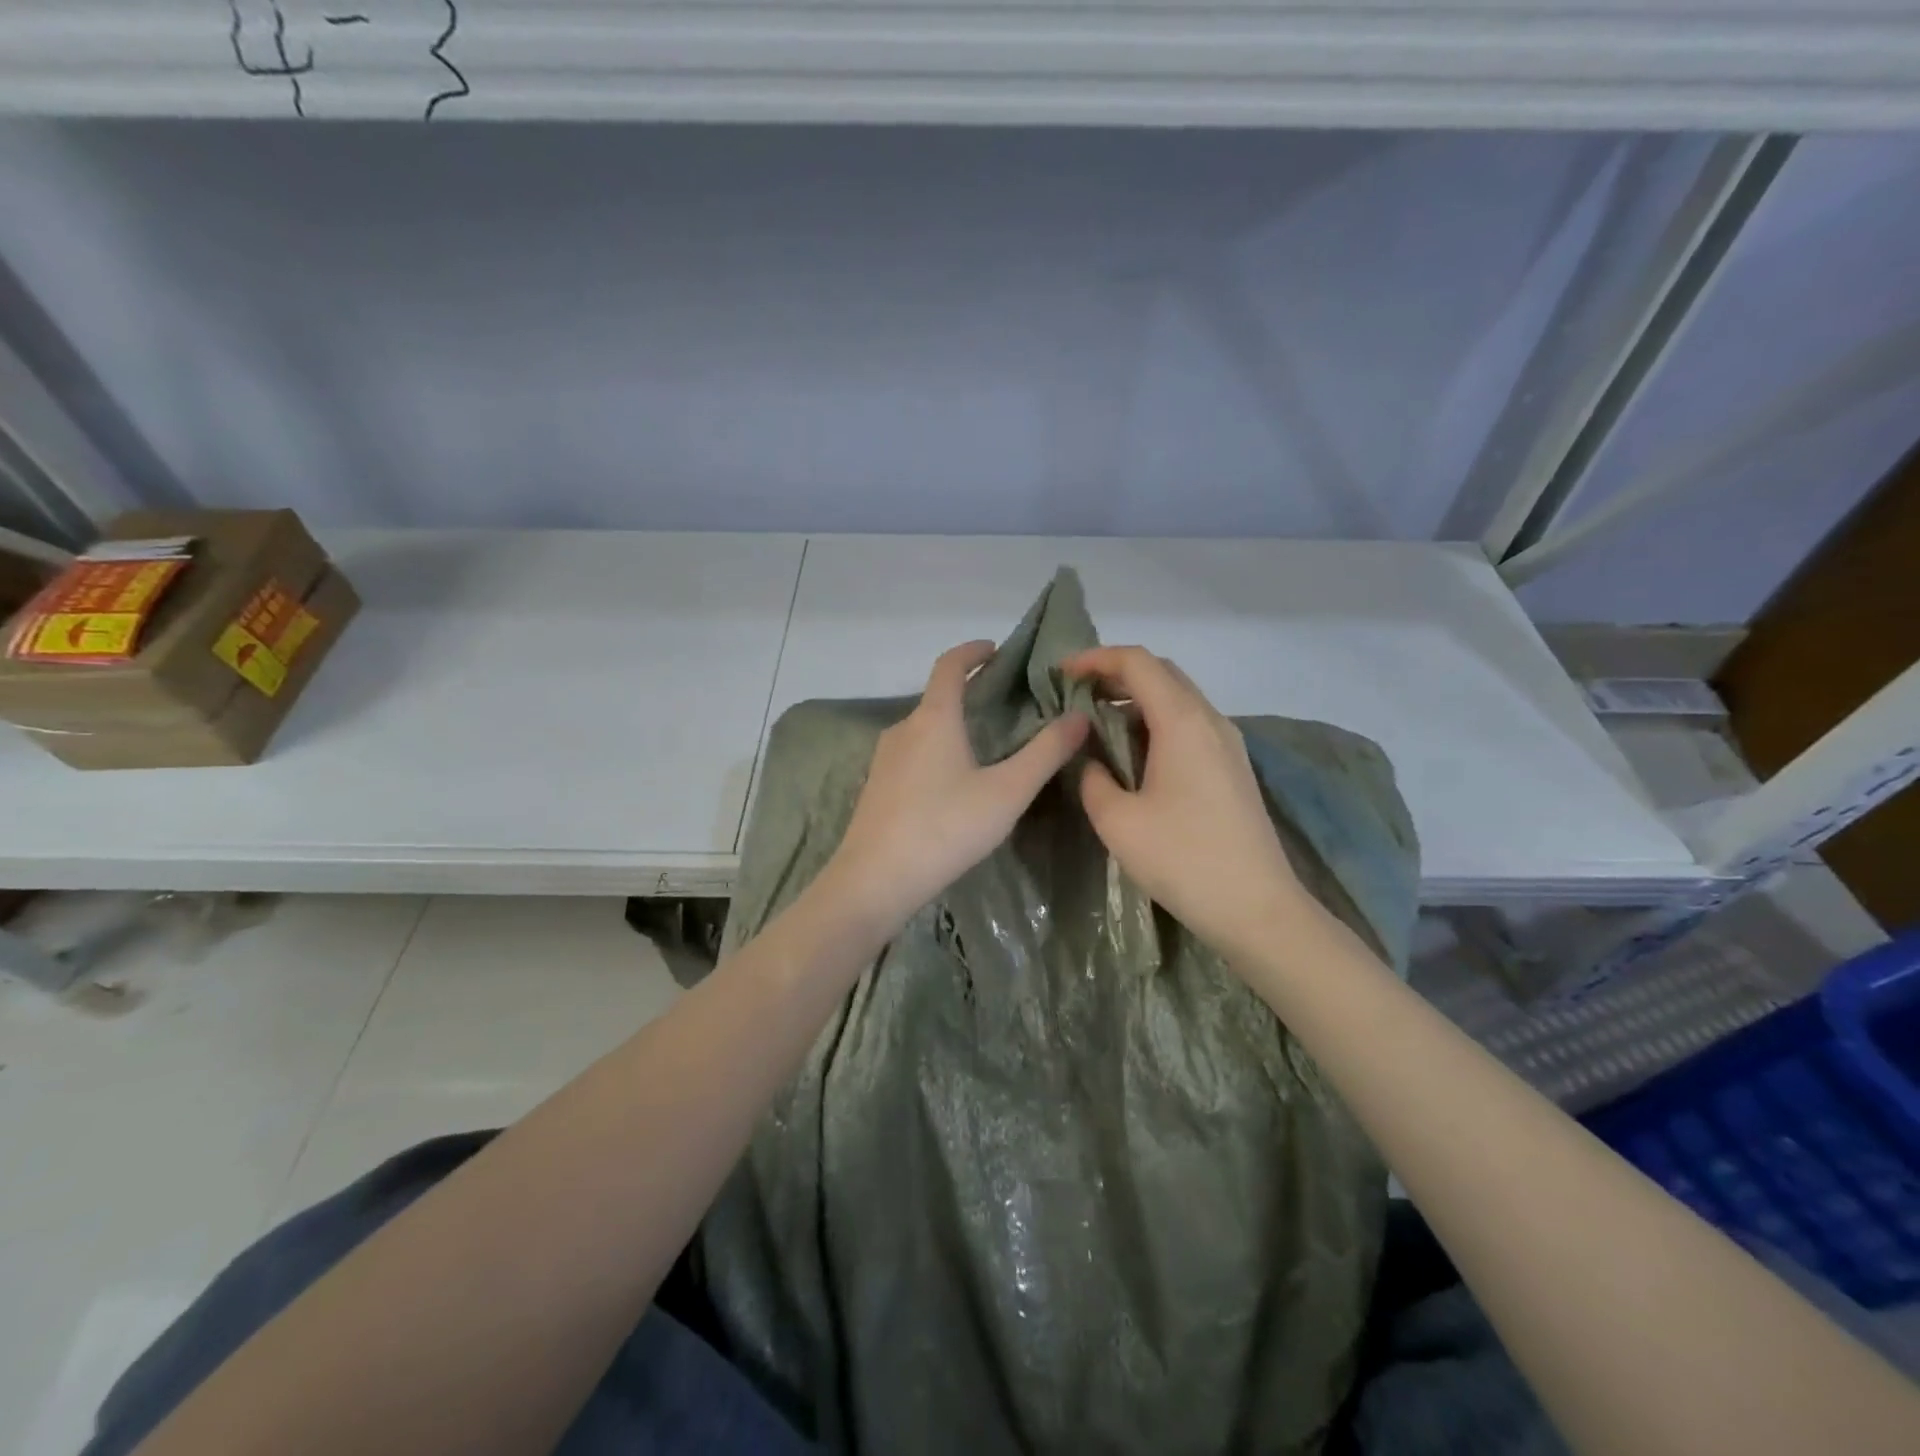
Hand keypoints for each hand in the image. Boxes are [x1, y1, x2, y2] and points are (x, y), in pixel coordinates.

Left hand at [825, 640, 1089, 934]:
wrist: (875, 881)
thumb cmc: (945, 828)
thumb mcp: (1007, 792)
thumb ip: (1045, 753)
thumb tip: (1079, 716)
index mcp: (934, 717)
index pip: (949, 665)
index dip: (972, 651)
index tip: (996, 650)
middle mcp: (904, 728)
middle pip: (938, 697)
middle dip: (970, 693)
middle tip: (1007, 706)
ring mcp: (884, 758)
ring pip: (925, 729)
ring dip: (954, 726)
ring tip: (988, 746)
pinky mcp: (877, 786)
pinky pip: (913, 754)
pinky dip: (938, 751)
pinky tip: (955, 783)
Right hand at [1061, 646, 1311, 962]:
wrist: (1257, 908)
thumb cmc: (1183, 860)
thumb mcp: (1118, 821)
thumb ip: (1093, 779)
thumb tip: (1091, 762)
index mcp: (1182, 722)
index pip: (1138, 663)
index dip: (1096, 658)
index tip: (1061, 673)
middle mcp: (1210, 720)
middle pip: (1162, 672)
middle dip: (1115, 674)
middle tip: (1075, 693)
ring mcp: (1227, 743)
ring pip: (1178, 698)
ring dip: (1136, 699)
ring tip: (1097, 722)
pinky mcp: (1232, 767)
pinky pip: (1189, 724)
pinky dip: (1155, 722)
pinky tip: (1133, 752)